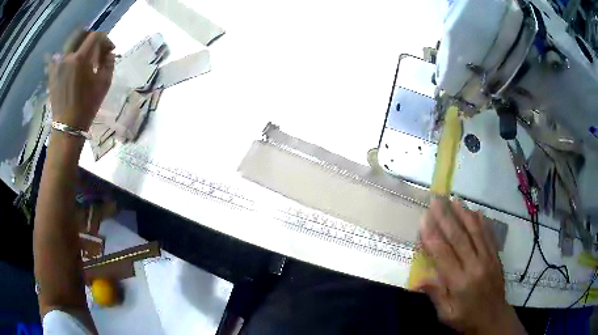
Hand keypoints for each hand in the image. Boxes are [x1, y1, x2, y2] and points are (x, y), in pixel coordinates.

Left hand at [48, 31, 114, 130]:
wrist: (67, 127)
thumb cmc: (87, 107)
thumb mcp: (104, 84)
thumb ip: (109, 62)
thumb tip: (109, 53)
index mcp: (80, 58)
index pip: (95, 36)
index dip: (105, 39)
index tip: (109, 50)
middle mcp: (67, 57)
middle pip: (80, 34)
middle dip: (91, 38)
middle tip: (96, 48)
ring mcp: (57, 65)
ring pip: (70, 44)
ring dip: (79, 45)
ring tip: (84, 56)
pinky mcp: (52, 73)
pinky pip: (60, 56)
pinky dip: (68, 56)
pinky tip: (72, 64)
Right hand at [418, 198, 524, 333]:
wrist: (493, 318)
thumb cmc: (466, 319)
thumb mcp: (446, 315)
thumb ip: (436, 295)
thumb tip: (419, 279)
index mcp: (459, 282)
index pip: (443, 254)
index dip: (432, 235)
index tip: (423, 219)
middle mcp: (475, 266)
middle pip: (459, 237)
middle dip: (446, 217)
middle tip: (436, 201)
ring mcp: (488, 259)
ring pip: (475, 232)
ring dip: (464, 214)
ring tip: (454, 200)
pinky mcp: (495, 257)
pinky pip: (489, 236)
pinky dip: (482, 222)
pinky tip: (476, 212)